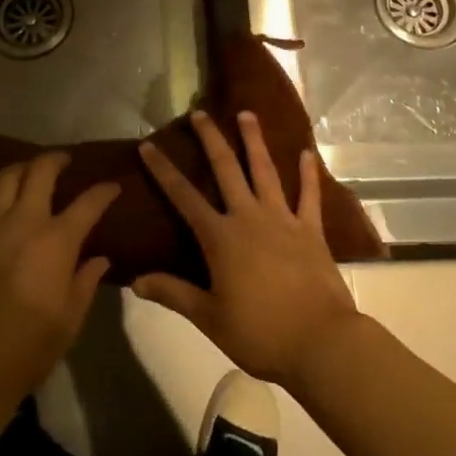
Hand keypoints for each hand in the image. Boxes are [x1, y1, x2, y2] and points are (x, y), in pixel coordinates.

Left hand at [0, 153, 119, 401]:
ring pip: (5, 178)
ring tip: (29, 173)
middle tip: (65, 161)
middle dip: (56, 159)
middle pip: (40, 171)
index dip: (103, 191)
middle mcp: (24, 222)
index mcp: (57, 240)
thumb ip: (85, 283)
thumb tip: (100, 259)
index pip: (88, 203)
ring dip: (21, 169)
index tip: (113, 186)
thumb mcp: (70, 320)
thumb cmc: (29, 346)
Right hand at [134, 111, 358, 386]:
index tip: (147, 145)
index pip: (183, 196)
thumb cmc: (260, 333)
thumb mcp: (209, 317)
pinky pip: (309, 196)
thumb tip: (135, 280)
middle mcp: (249, 217)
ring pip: (265, 170)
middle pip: (226, 169)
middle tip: (200, 113)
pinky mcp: (311, 230)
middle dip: (211, 138)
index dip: (163, 170)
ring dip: (254, 140)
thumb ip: (173, 294)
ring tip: (247, 114)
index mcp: (220, 238)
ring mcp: (283, 219)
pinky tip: (307, 153)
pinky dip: (308, 174)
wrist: (320, 342)